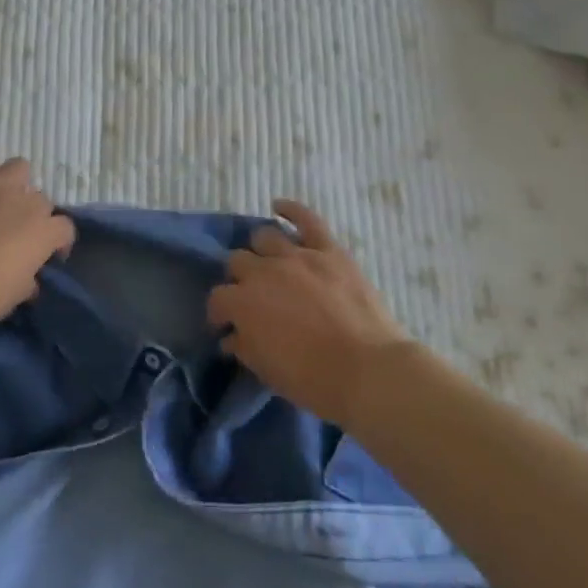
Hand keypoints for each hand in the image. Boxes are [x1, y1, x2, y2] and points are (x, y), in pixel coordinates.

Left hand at [0, 153, 74, 336]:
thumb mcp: (12, 297)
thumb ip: (27, 281)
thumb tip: (29, 278)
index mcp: (42, 232)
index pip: (64, 228)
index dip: (57, 241)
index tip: (47, 254)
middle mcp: (24, 200)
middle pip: (39, 198)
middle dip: (30, 214)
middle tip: (13, 231)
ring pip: (17, 168)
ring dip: (11, 184)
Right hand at [207, 200, 412, 428]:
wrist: (368, 371)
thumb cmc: (313, 380)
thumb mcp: (267, 371)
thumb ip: (244, 347)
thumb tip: (231, 336)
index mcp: (244, 303)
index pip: (218, 299)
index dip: (220, 313)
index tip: (226, 325)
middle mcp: (264, 271)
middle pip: (238, 261)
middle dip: (239, 279)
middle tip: (252, 296)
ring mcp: (297, 256)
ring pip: (265, 237)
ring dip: (261, 251)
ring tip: (269, 263)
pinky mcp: (329, 250)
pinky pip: (306, 219)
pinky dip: (291, 210)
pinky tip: (278, 207)